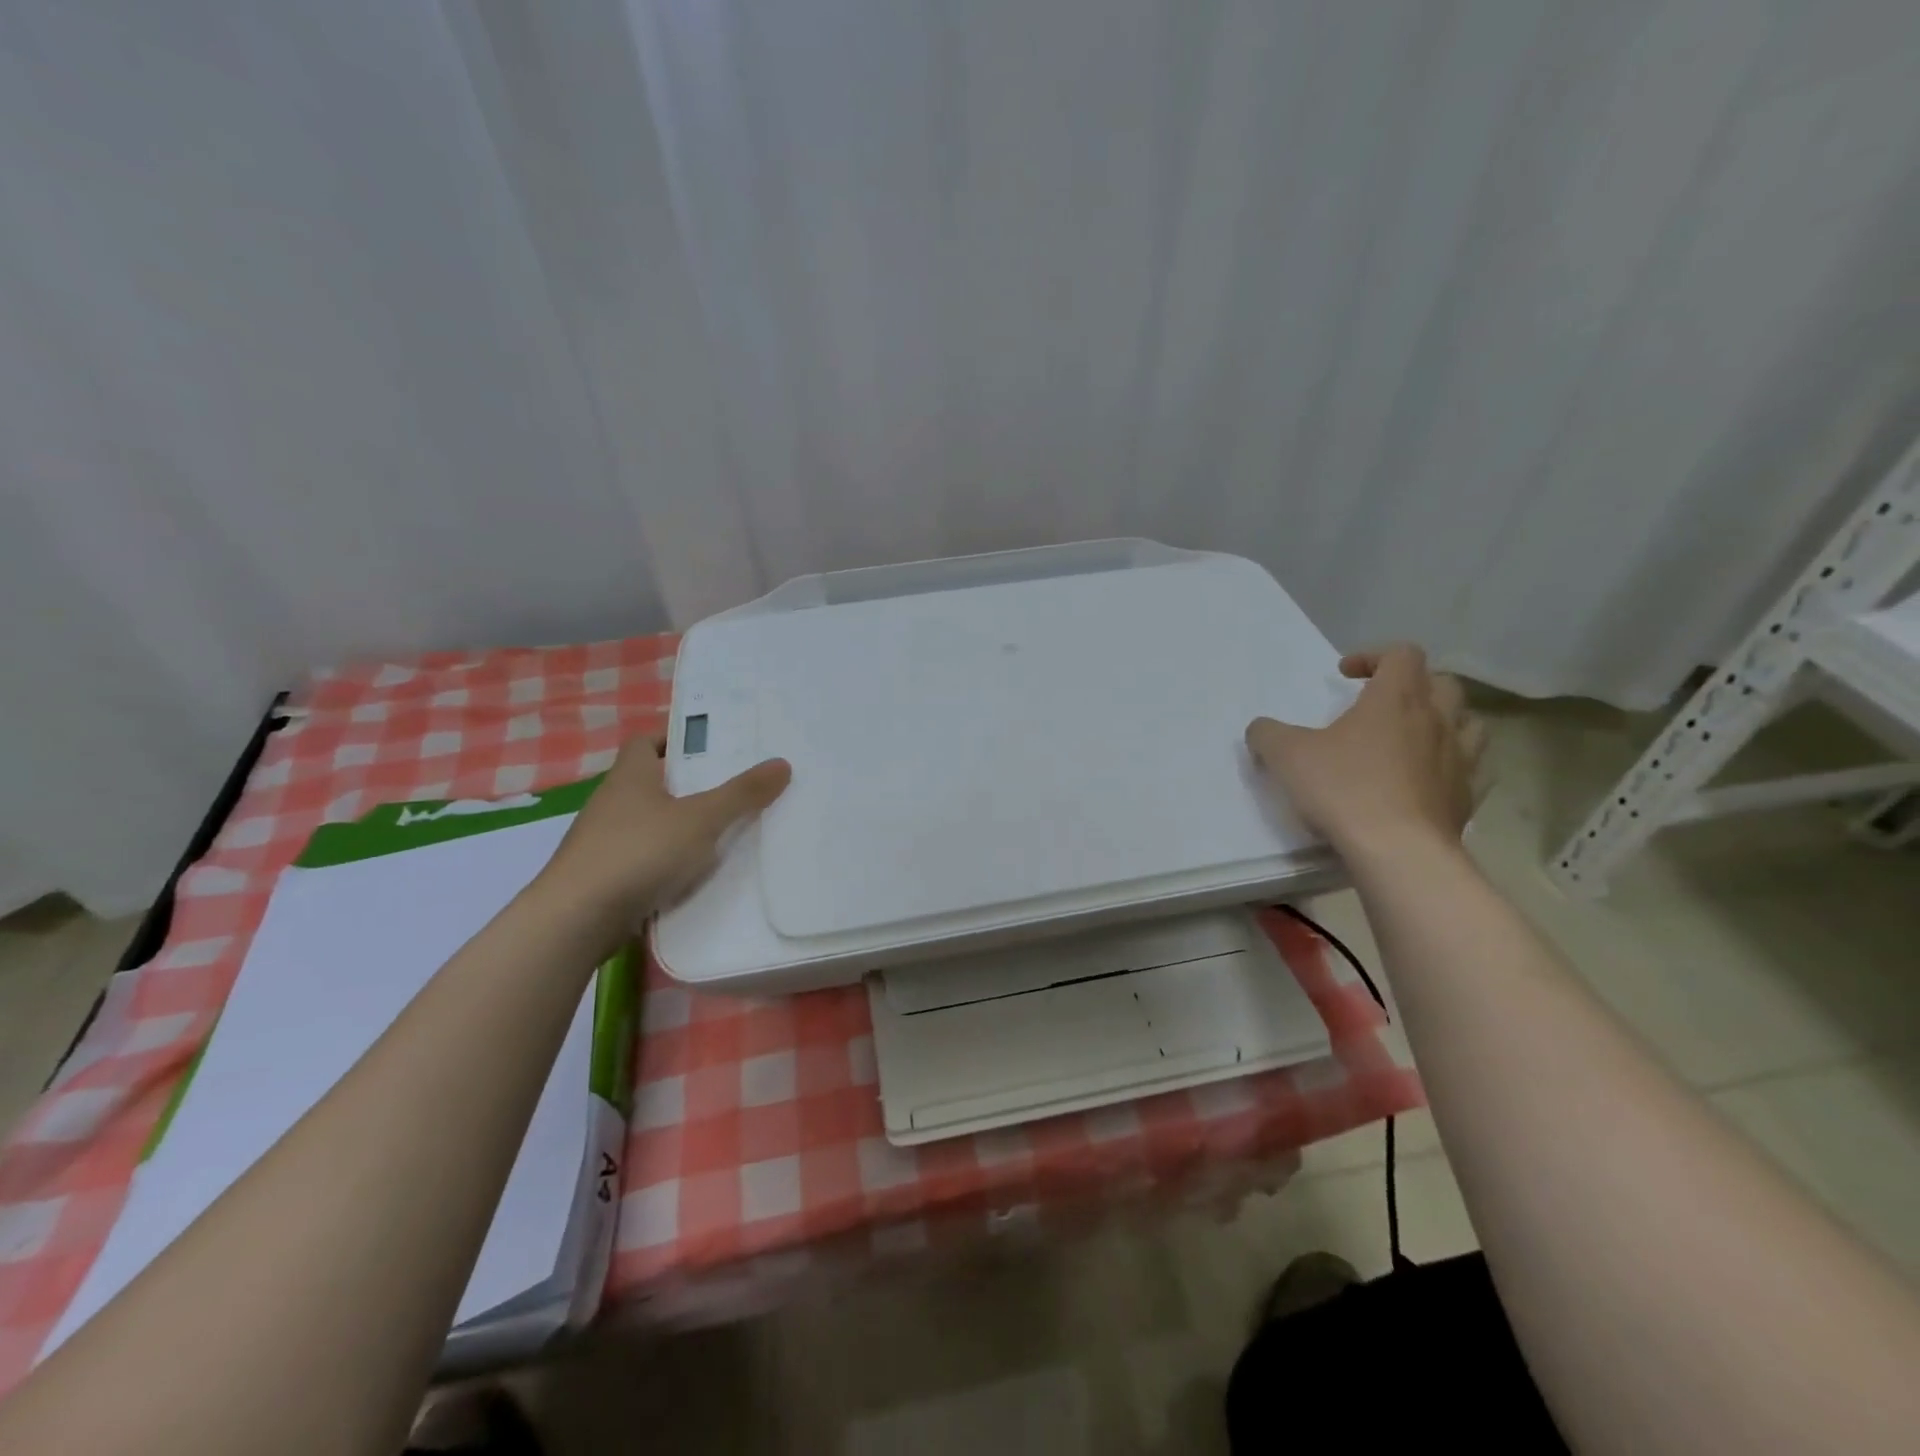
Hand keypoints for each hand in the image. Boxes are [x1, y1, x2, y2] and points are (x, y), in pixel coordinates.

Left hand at [539, 736, 790, 924]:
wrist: (576, 919)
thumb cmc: (639, 852)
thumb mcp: (701, 819)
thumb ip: (742, 794)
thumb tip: (782, 763)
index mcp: (630, 777)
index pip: (645, 742)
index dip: (672, 740)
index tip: (706, 748)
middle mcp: (611, 803)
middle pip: (649, 782)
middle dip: (685, 784)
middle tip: (729, 788)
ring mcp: (602, 842)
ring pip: (646, 822)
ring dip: (676, 825)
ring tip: (720, 832)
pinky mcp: (601, 877)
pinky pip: (641, 858)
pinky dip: (664, 861)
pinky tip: (691, 875)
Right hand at [1245, 645, 1484, 855]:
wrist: (1398, 851)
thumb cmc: (1343, 790)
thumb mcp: (1286, 756)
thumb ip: (1267, 734)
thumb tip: (1261, 730)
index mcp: (1396, 699)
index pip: (1401, 654)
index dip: (1373, 656)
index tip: (1344, 675)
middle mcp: (1437, 720)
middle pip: (1442, 683)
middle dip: (1412, 686)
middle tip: (1380, 705)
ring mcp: (1461, 759)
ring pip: (1469, 722)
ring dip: (1444, 721)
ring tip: (1414, 737)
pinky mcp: (1468, 796)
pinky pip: (1473, 768)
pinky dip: (1454, 764)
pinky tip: (1430, 778)